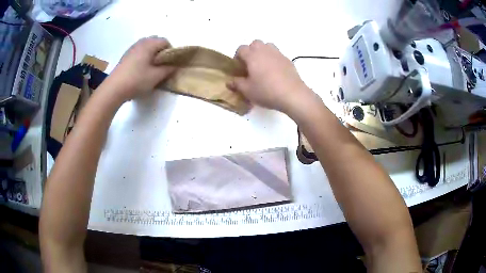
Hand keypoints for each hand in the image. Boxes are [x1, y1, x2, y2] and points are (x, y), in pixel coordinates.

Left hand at [108, 37, 173, 100]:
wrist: (114, 88)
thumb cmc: (137, 80)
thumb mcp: (156, 76)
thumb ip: (168, 69)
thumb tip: (175, 66)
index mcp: (149, 44)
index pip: (165, 41)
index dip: (171, 51)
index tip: (169, 63)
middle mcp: (140, 42)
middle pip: (155, 41)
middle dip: (161, 51)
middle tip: (161, 65)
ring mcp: (131, 48)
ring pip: (146, 46)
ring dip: (152, 54)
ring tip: (151, 68)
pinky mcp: (125, 56)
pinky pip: (139, 51)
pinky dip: (143, 56)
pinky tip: (140, 69)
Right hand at [227, 40, 312, 113]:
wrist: (293, 95)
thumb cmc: (266, 91)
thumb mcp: (247, 91)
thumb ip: (237, 84)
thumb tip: (230, 81)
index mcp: (252, 56)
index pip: (241, 49)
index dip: (237, 56)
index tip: (239, 67)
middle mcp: (265, 51)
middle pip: (255, 43)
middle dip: (250, 51)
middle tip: (250, 65)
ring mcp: (278, 54)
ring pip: (268, 46)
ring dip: (263, 52)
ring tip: (263, 66)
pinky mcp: (288, 60)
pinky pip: (277, 54)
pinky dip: (273, 59)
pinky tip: (275, 72)